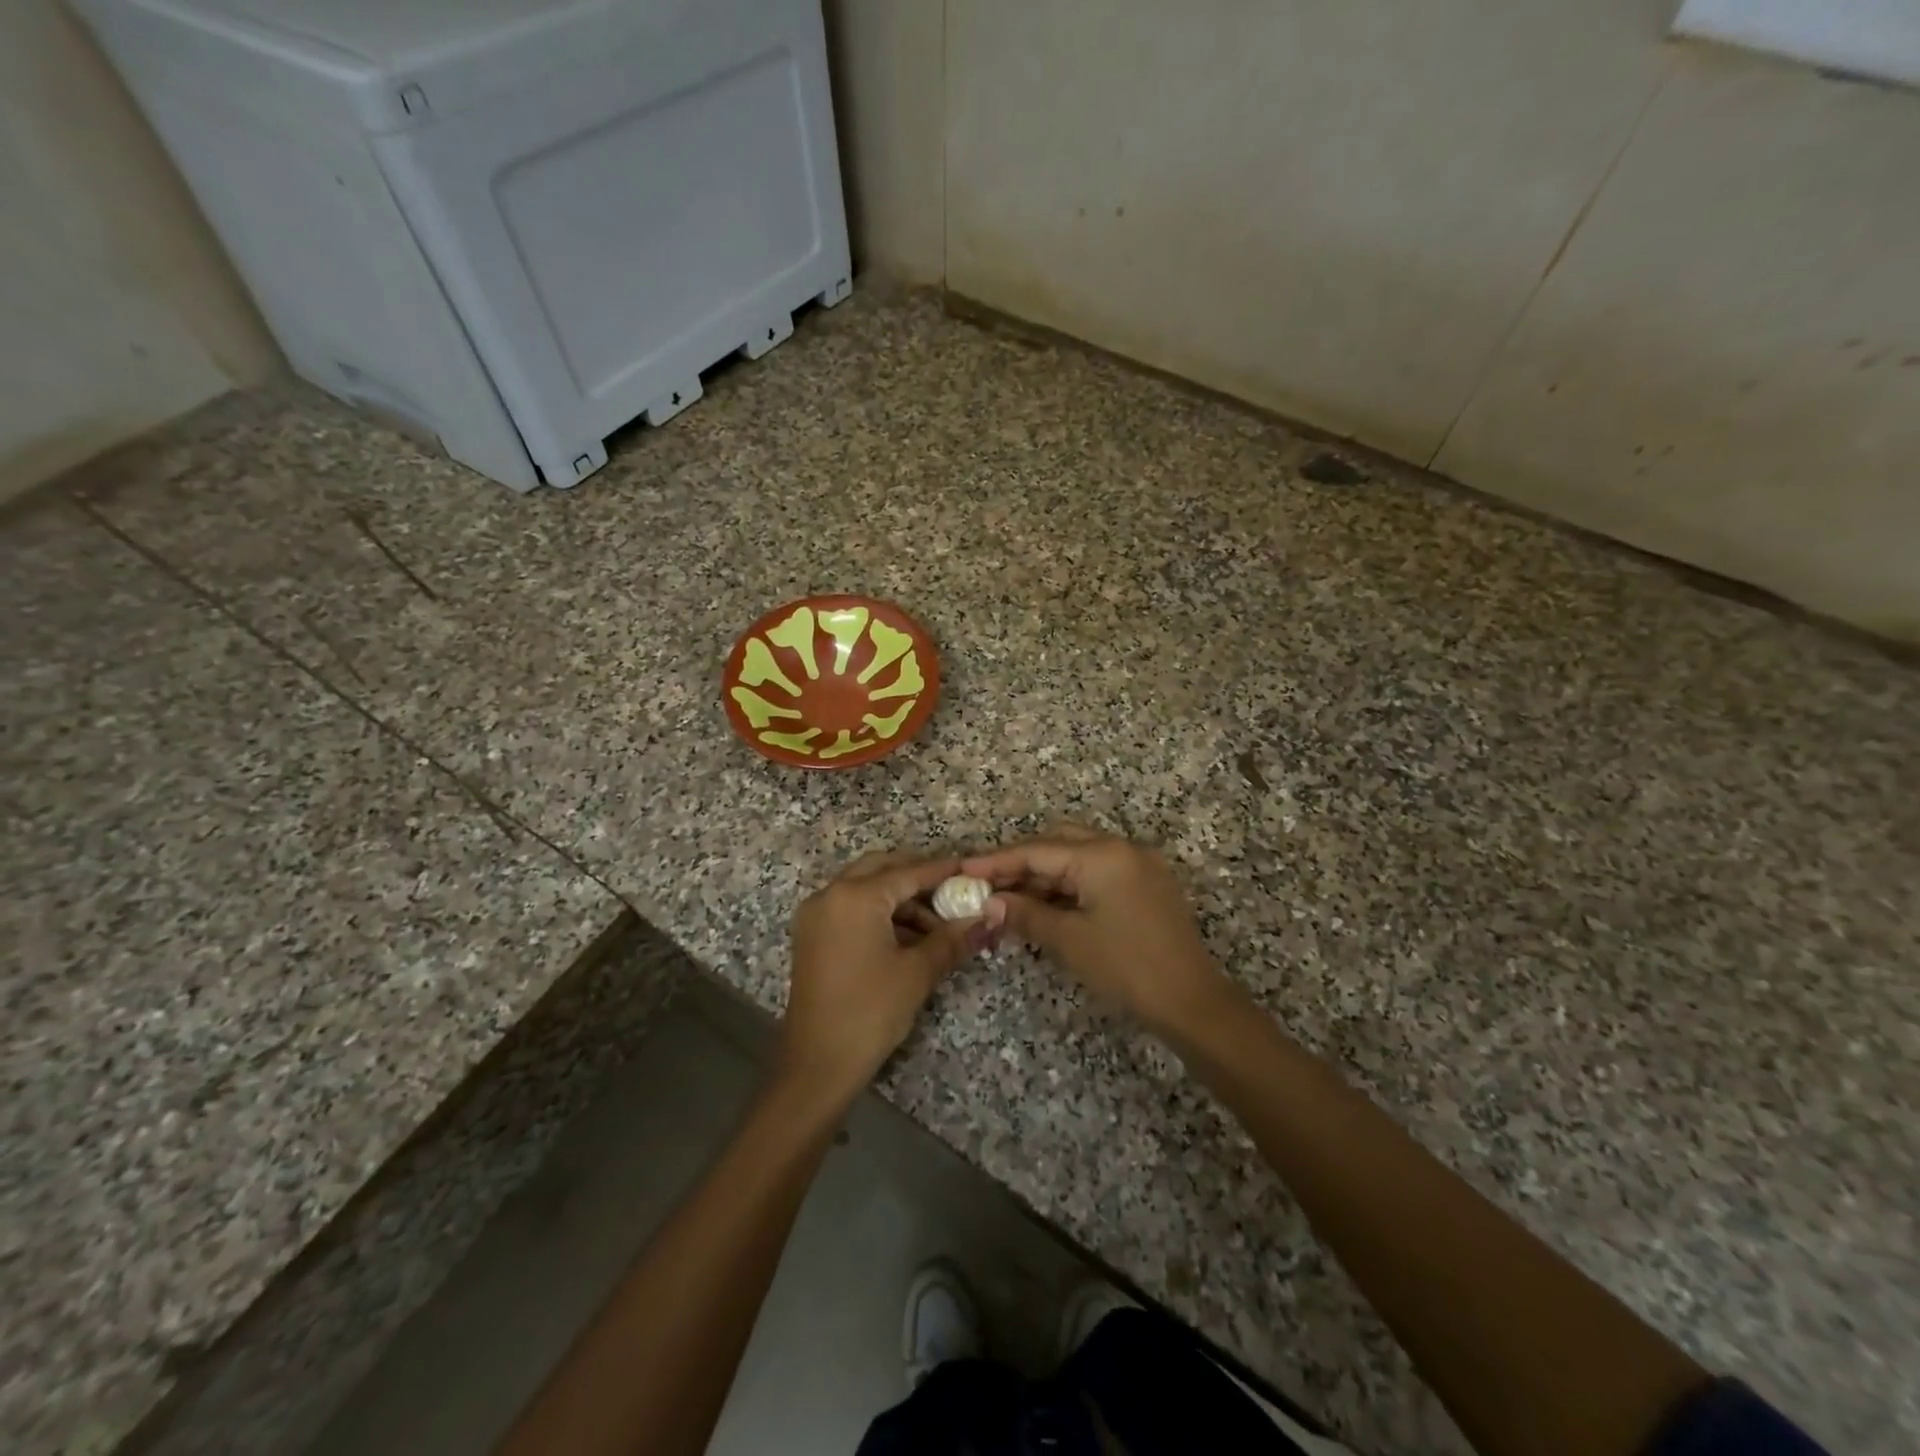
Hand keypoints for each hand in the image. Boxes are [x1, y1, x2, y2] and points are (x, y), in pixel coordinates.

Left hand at [779, 850, 998, 1101]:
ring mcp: (816, 915)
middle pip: (882, 869)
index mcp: (855, 896)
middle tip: (953, 893)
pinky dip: (879, 913)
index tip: (971, 869)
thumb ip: (953, 938)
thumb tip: (988, 918)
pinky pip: (851, 908)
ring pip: (865, 888)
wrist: (817, 1065)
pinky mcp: (812, 936)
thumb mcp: (917, 972)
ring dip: (900, 899)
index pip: (908, 872)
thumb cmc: (869, 1012)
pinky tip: (909, 937)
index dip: (943, 870)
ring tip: (937, 926)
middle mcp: (830, 894)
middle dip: (918, 877)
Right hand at [962, 828, 1229, 1036]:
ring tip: (1010, 899)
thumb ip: (1025, 914)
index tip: (963, 868)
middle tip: (988, 886)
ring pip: (1078, 858)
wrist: (1192, 1002)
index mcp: (1102, 855)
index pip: (1037, 851)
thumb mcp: (1069, 940)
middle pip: (1058, 844)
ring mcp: (1138, 865)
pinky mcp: (1147, 885)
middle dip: (1021, 864)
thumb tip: (989, 904)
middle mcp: (1122, 848)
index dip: (997, 861)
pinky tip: (1047, 906)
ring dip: (1045, 876)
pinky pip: (1098, 873)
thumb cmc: (1126, 967)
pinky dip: (1070, 886)